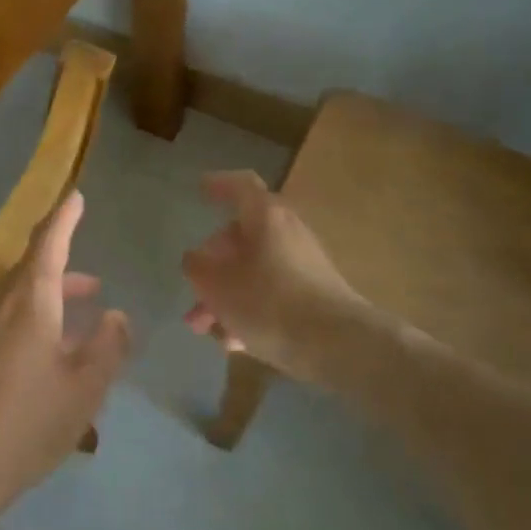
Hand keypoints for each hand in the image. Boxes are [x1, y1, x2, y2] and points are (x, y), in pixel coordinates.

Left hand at [0, 191, 130, 523]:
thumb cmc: (26, 426)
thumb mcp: (84, 391)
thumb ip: (107, 346)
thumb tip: (117, 315)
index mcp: (27, 303)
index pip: (47, 243)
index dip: (64, 218)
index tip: (76, 197)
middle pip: (29, 274)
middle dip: (63, 276)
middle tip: (93, 288)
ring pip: (11, 301)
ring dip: (43, 304)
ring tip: (70, 327)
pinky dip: (20, 326)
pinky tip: (31, 362)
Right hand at [182, 170, 360, 380]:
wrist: (338, 345)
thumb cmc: (268, 302)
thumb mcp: (216, 284)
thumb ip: (197, 267)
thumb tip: (195, 259)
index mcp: (265, 217)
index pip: (241, 186)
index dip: (219, 184)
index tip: (200, 189)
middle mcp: (287, 233)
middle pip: (242, 238)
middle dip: (212, 264)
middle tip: (192, 288)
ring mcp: (304, 265)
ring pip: (254, 271)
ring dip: (225, 294)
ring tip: (203, 327)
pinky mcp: (314, 296)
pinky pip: (272, 295)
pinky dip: (249, 310)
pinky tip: (233, 341)